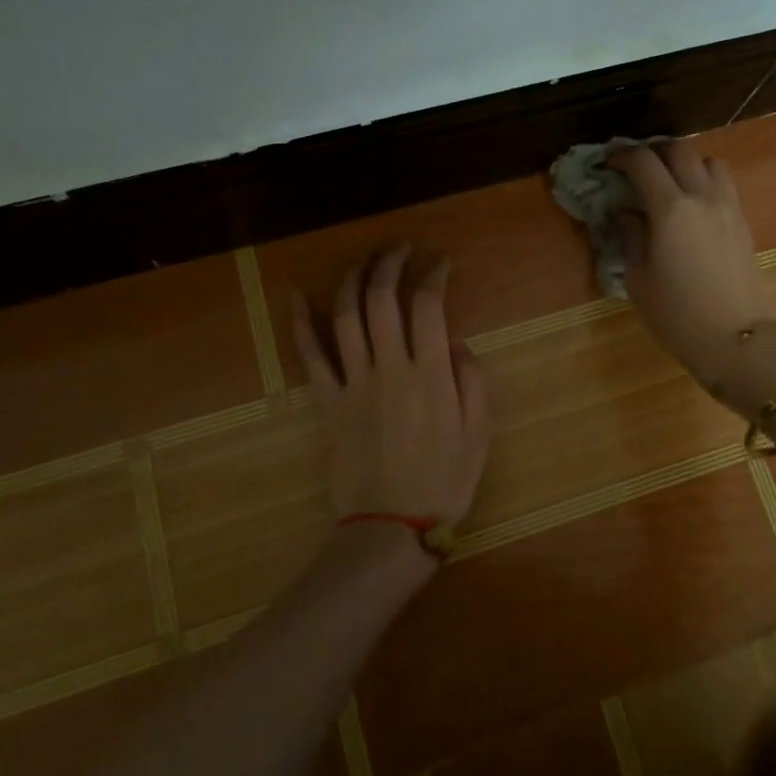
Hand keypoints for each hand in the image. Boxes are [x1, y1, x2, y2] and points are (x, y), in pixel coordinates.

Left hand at [291, 246, 490, 529]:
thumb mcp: (479, 434)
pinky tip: (296, 295)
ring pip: (346, 316)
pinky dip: (301, 323)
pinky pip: (310, 356)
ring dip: (352, 280)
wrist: (390, 528)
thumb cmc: (444, 482)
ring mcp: (353, 383)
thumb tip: (453, 340)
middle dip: (390, 263)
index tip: (439, 263)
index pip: (428, 305)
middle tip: (400, 248)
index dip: (433, 275)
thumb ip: (471, 380)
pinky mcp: (327, 402)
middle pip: (382, 299)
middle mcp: (389, 368)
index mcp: (430, 375)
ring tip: (363, 260)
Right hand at [612, 141, 775, 384]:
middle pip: (680, 149)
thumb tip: (627, 214)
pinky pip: (723, 185)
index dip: (621, 155)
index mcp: (670, 209)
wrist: (737, 341)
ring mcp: (728, 207)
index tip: (607, 163)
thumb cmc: (677, 314)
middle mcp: (702, 197)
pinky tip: (692, 207)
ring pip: (709, 161)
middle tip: (636, 166)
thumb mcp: (638, 278)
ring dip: (686, 162)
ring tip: (670, 183)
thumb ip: (630, 236)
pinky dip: (704, 182)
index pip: (643, 162)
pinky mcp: (743, 223)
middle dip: (654, 150)